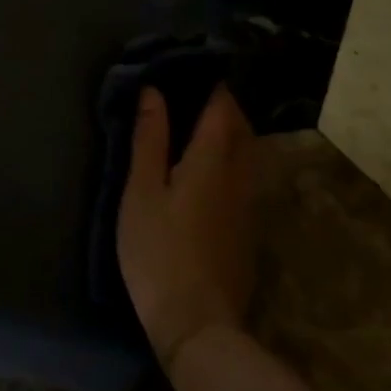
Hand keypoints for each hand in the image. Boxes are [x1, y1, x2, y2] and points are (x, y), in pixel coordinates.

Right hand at [118, 83, 259, 369]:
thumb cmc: (159, 251)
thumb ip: (149, 139)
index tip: (190, 65)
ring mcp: (248, 205)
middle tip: (190, 91)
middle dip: (222, 104)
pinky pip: (242, 176)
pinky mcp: (247, 229)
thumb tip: (154, 92)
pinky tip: (204, 166)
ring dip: (227, 131)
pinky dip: (228, 157)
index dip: (210, 83)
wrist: (197, 324)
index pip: (222, 107)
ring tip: (194, 123)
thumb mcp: (141, 191)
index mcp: (213, 160)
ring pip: (246, 152)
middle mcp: (240, 176)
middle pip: (240, 127)